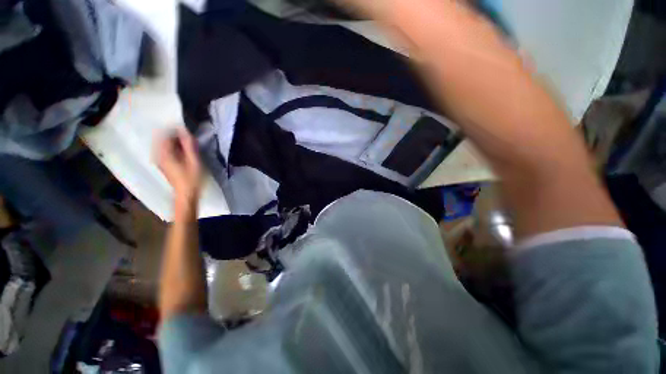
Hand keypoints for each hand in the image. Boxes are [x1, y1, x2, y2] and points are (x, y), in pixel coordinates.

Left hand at [155, 128, 201, 213]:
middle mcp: (158, 155)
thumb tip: (185, 131)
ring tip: (189, 143)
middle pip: (163, 138)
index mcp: (163, 153)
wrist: (186, 194)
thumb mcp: (194, 161)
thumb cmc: (191, 179)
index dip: (175, 129)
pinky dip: (174, 147)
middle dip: (175, 135)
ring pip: (165, 144)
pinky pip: (166, 150)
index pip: (164, 134)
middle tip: (189, 137)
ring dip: (176, 141)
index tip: (187, 130)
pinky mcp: (164, 164)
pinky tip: (184, 151)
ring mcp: (160, 160)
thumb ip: (189, 146)